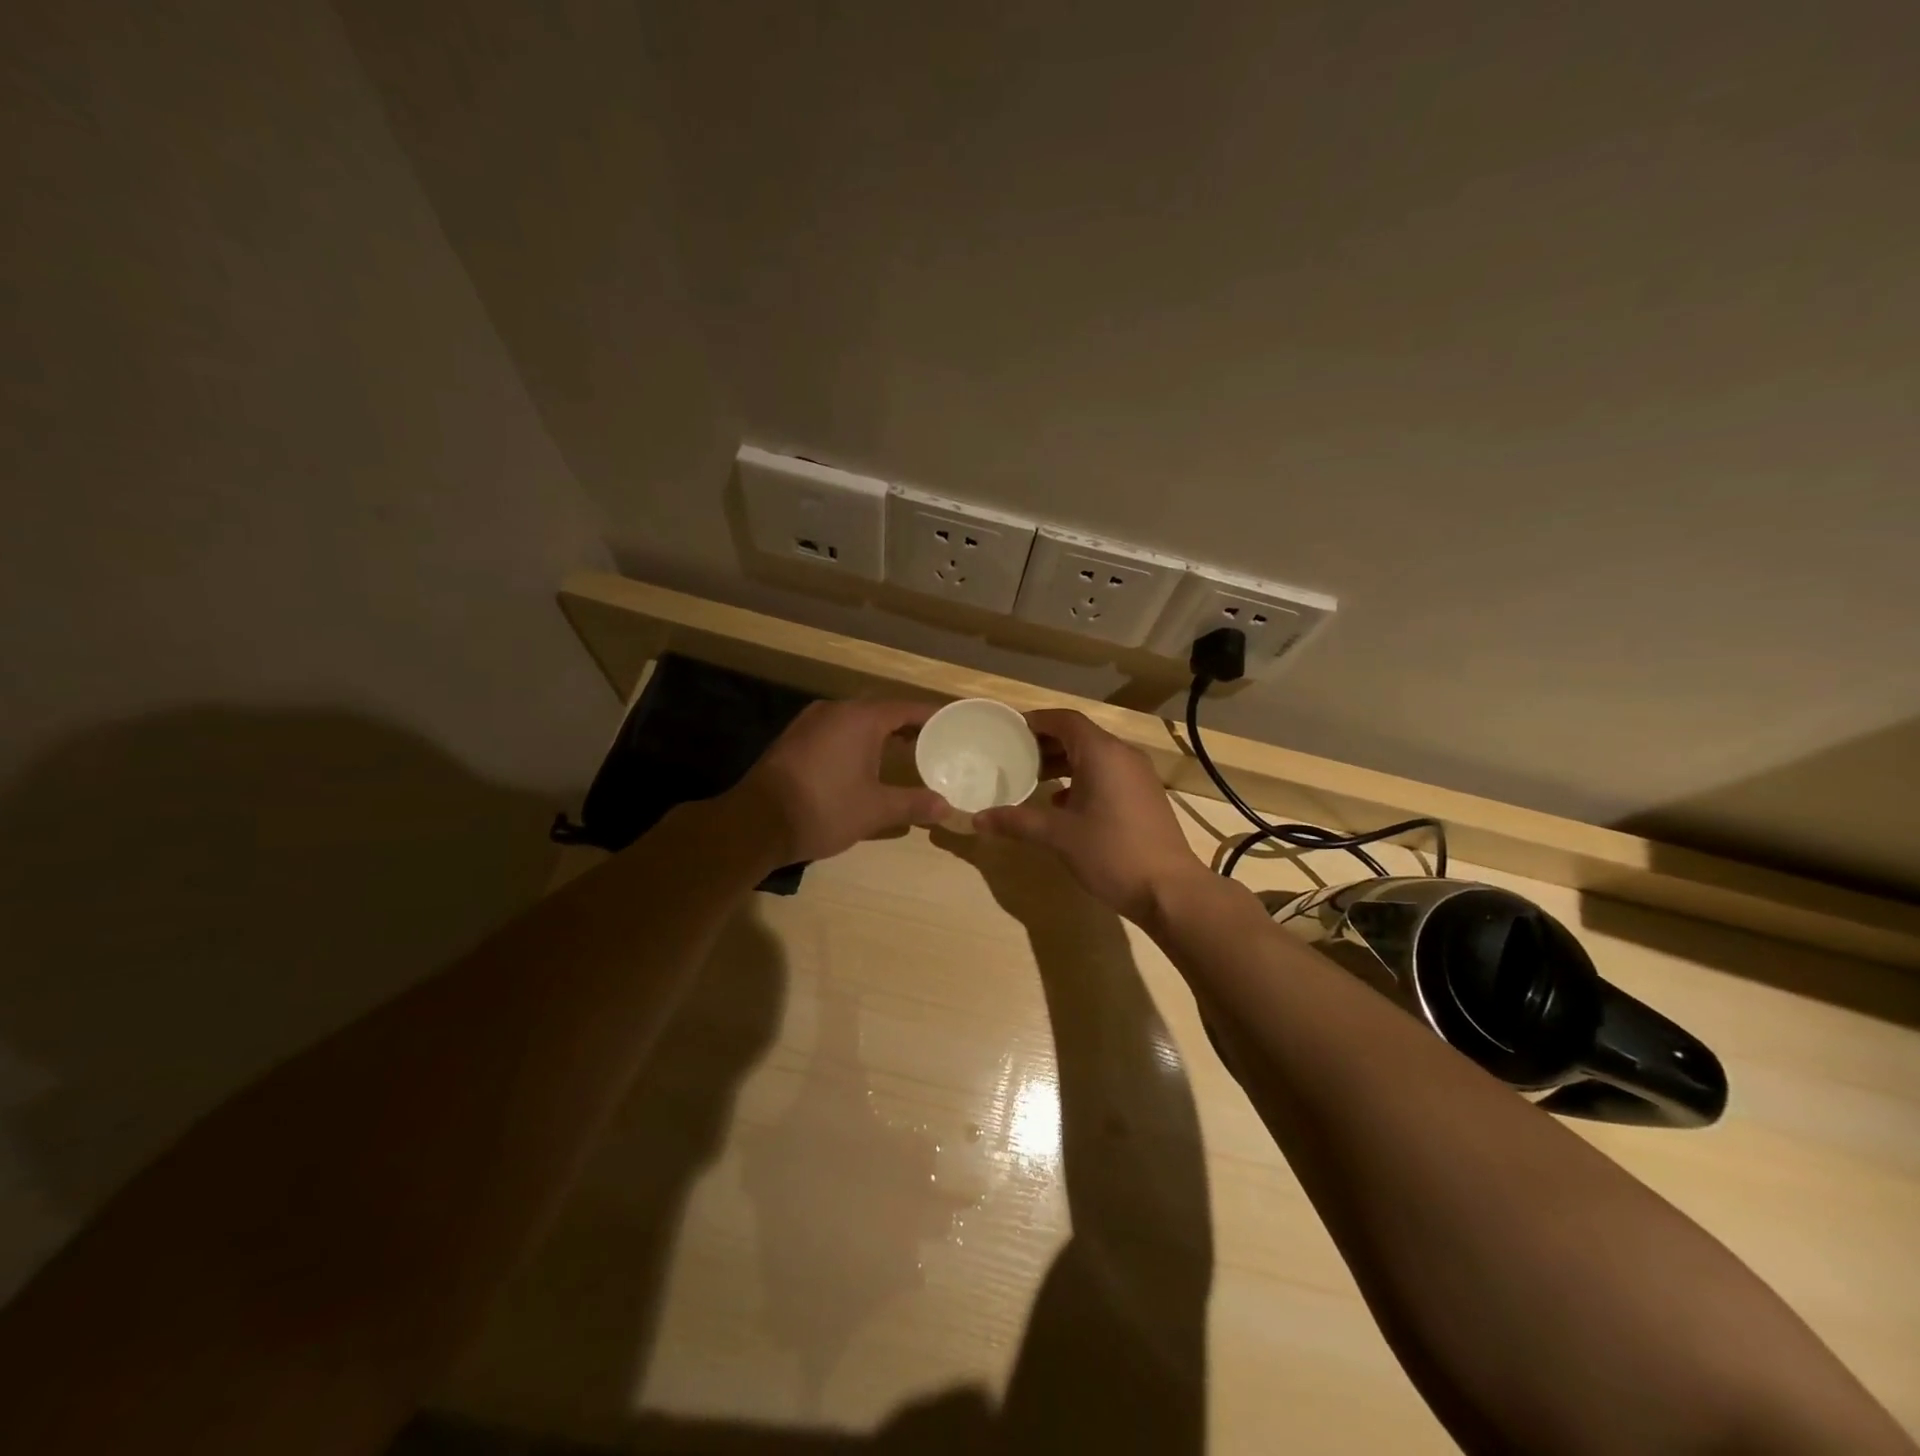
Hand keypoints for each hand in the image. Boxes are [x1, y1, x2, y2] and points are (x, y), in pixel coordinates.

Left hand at [732, 700, 949, 863]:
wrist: (757, 822)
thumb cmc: (824, 809)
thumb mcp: (875, 810)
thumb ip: (913, 803)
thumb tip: (946, 806)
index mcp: (860, 718)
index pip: (906, 708)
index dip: (932, 716)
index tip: (954, 722)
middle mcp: (835, 710)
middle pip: (881, 711)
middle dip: (907, 726)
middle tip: (934, 741)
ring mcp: (810, 722)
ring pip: (855, 721)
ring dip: (880, 734)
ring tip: (904, 753)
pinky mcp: (794, 739)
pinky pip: (836, 731)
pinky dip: (856, 742)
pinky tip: (864, 764)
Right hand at [974, 708, 1205, 921]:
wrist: (1169, 890)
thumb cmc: (1111, 853)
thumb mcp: (1058, 836)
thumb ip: (1017, 821)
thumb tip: (977, 819)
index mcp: (1102, 753)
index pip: (1065, 720)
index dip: (1036, 721)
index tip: (1008, 730)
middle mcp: (1123, 755)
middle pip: (1079, 735)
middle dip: (1046, 742)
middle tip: (1013, 755)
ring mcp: (1138, 776)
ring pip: (1094, 756)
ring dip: (1063, 762)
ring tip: (1032, 778)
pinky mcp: (1144, 796)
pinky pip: (1108, 774)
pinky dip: (1082, 779)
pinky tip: (1062, 803)